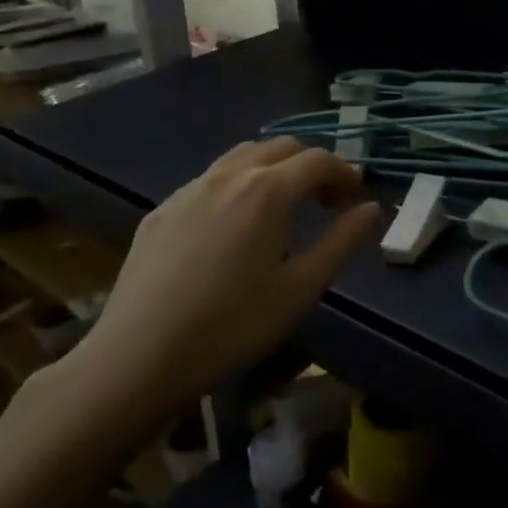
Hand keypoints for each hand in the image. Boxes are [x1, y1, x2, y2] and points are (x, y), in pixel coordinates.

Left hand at [63, 137, 380, 433]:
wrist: (137, 359)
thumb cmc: (231, 326)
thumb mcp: (301, 289)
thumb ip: (342, 242)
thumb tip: (370, 208)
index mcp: (268, 190)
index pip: (319, 160)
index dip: (345, 174)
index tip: (355, 200)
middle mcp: (229, 176)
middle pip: (282, 148)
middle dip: (311, 167)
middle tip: (325, 203)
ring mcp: (190, 189)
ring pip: (243, 156)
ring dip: (273, 169)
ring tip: (282, 207)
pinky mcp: (161, 210)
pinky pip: (210, 180)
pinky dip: (237, 185)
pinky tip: (232, 227)